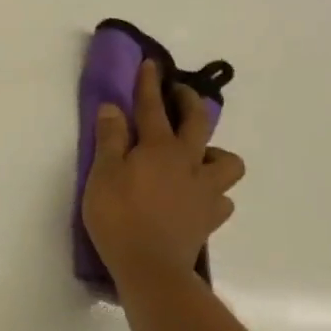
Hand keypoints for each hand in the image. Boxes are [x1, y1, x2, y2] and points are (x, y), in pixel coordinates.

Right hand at [82, 59, 244, 277]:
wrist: (150, 267)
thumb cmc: (118, 217)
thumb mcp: (103, 175)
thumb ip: (110, 140)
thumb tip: (114, 108)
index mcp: (159, 148)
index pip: (153, 107)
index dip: (149, 84)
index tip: (151, 63)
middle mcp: (188, 163)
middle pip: (198, 123)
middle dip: (189, 102)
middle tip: (180, 94)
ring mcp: (205, 191)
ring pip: (227, 162)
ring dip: (215, 154)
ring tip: (199, 158)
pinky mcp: (210, 218)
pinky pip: (222, 199)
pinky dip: (213, 193)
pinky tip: (199, 198)